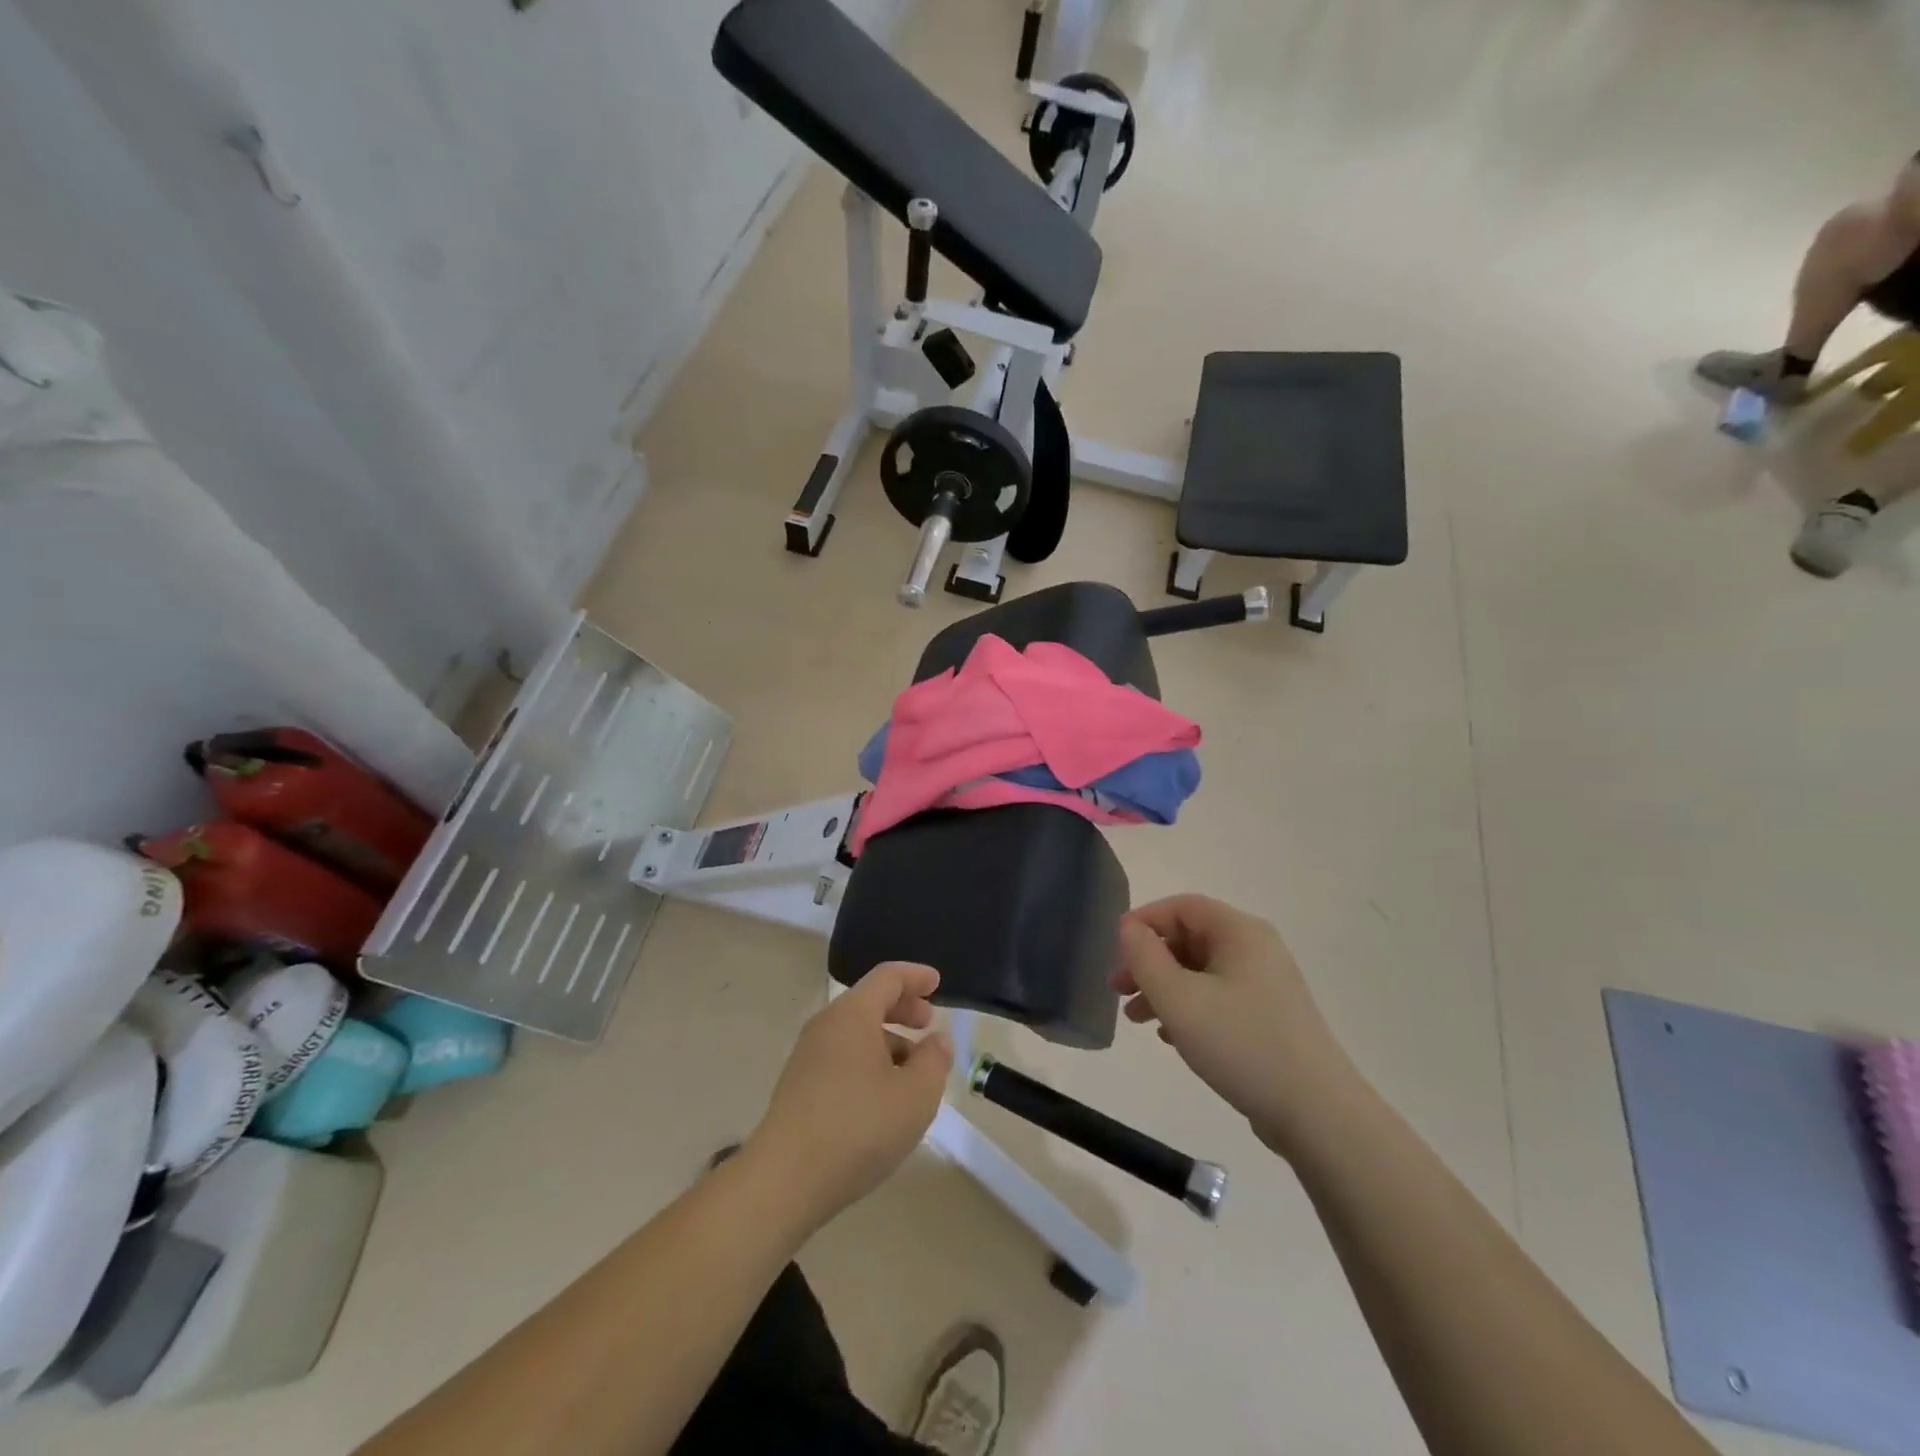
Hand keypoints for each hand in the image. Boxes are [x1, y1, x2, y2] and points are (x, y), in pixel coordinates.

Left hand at [747, 962, 952, 1228]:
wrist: (784, 1181)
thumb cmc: (858, 1127)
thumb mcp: (915, 1095)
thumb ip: (934, 1061)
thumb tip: (937, 1040)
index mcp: (852, 1015)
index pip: (887, 977)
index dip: (915, 976)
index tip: (937, 983)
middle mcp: (826, 1026)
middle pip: (868, 1002)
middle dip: (902, 1008)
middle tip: (928, 1024)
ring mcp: (807, 1058)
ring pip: (855, 1033)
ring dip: (888, 1041)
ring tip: (913, 1071)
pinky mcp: (798, 1088)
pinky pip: (841, 1058)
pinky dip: (868, 1062)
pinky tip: (883, 1097)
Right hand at [1115, 895, 1355, 1155]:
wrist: (1318, 1114)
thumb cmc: (1241, 1044)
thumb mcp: (1178, 999)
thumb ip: (1144, 957)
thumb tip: (1129, 928)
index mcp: (1240, 932)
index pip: (1182, 907)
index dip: (1144, 921)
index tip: (1115, 951)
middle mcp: (1256, 949)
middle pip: (1190, 938)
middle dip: (1149, 961)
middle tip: (1118, 990)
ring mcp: (1266, 984)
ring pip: (1200, 971)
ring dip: (1163, 988)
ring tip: (1137, 1019)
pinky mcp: (1268, 1017)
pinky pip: (1217, 997)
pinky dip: (1188, 1008)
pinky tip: (1170, 1036)